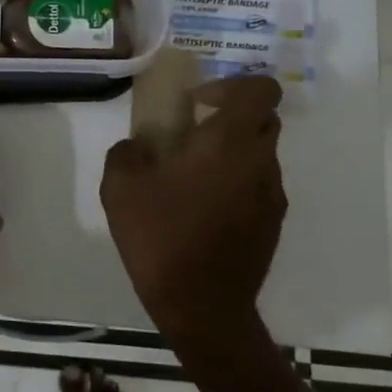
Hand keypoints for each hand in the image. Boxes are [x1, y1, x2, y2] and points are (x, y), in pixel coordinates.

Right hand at [100, 76, 286, 352]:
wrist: (202, 306)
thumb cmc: (161, 236)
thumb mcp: (120, 187)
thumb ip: (127, 152)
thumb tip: (139, 147)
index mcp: (229, 142)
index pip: (261, 89)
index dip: (231, 84)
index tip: (196, 103)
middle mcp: (260, 162)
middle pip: (263, 119)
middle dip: (230, 116)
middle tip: (191, 133)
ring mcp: (272, 196)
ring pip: (260, 154)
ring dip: (231, 152)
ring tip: (190, 178)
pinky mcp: (272, 224)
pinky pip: (257, 186)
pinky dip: (235, 183)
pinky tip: (201, 210)